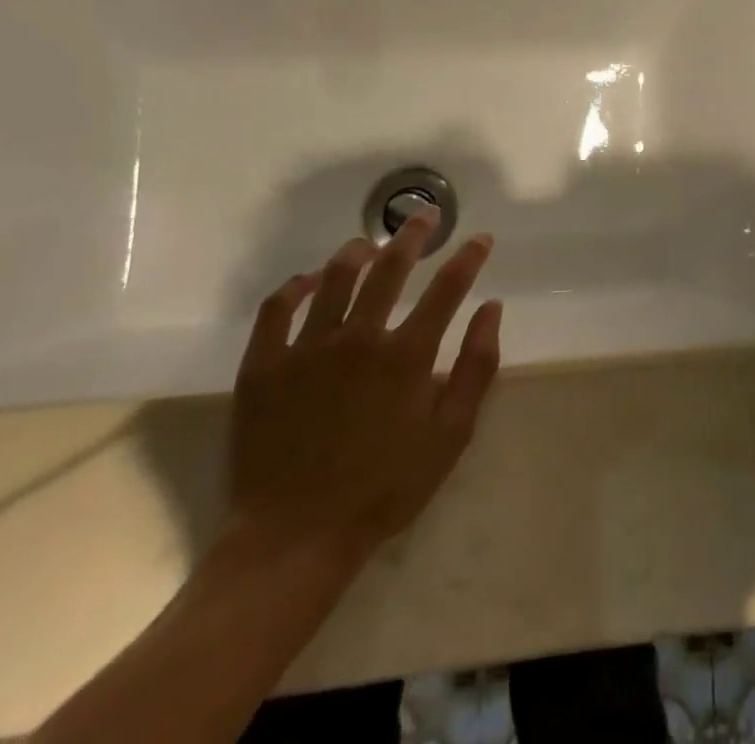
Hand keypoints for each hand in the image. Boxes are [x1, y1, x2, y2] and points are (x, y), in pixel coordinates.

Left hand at [227, 209, 502, 563]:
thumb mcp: (450, 436)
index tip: (479, 239)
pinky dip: (296, 286)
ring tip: (370, 244)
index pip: (447, 288)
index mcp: (406, 355)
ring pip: (335, 277)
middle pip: (390, 268)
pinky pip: (277, 309)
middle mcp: (358, 337)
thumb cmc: (383, 489)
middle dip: (413, 235)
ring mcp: (306, 348)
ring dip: (358, 251)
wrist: (295, 538)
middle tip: (424, 216)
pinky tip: (309, 280)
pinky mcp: (263, 366)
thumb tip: (491, 309)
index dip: (468, 258)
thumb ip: (477, 368)